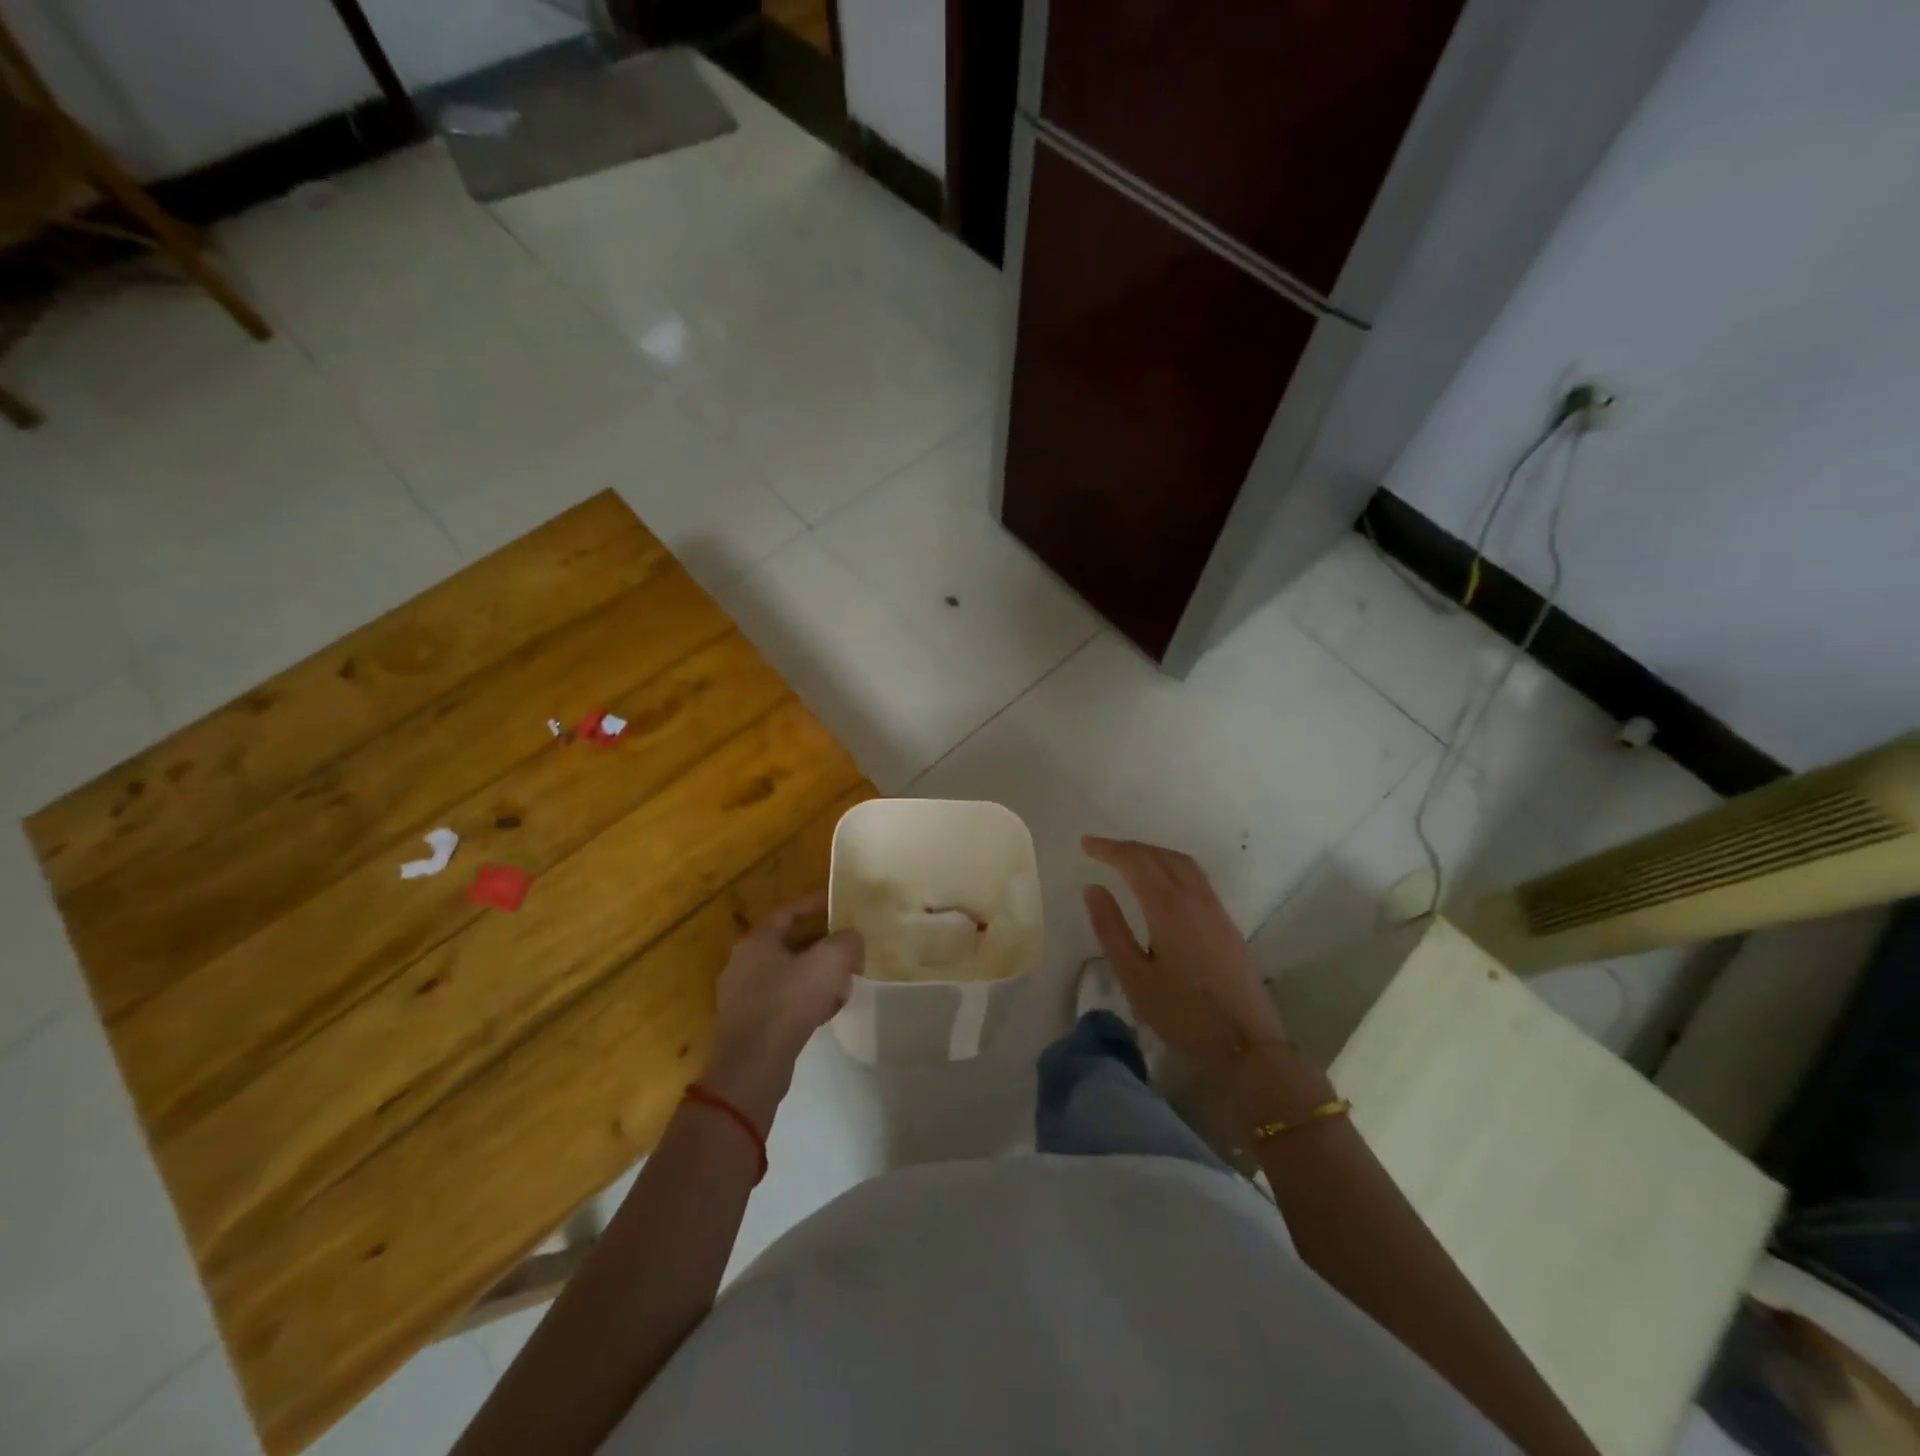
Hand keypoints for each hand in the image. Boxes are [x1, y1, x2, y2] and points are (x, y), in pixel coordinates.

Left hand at [705, 894, 862, 1129]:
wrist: (754, 1065)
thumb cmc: (789, 1002)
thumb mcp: (830, 961)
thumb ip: (847, 941)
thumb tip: (852, 940)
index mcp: (758, 940)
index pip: (790, 911)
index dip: (817, 904)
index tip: (839, 903)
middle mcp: (744, 962)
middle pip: (791, 943)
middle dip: (823, 946)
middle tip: (848, 950)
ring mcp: (742, 995)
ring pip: (789, 974)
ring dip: (817, 976)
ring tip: (843, 985)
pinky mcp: (748, 1023)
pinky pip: (784, 1001)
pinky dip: (806, 1001)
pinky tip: (825, 1013)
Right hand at [1081, 836, 1287, 1076]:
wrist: (1247, 1044)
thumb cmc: (1182, 1014)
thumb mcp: (1134, 977)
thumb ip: (1111, 928)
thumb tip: (1093, 888)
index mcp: (1169, 907)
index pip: (1135, 862)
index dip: (1109, 849)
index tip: (1085, 844)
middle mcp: (1195, 898)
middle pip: (1160, 855)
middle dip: (1129, 847)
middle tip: (1101, 849)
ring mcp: (1215, 909)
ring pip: (1182, 863)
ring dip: (1152, 853)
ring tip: (1128, 859)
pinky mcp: (1226, 923)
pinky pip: (1195, 877)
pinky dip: (1171, 866)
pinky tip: (1161, 882)